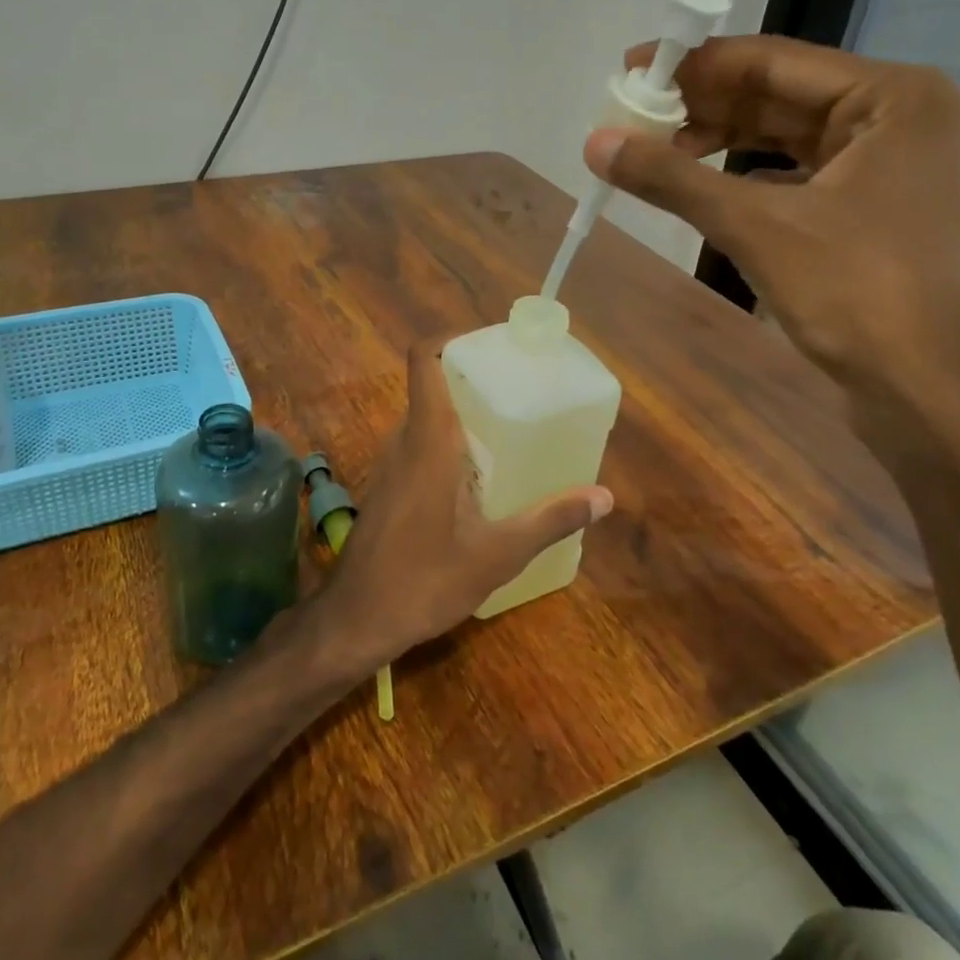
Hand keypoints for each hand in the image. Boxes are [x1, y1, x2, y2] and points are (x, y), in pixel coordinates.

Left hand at [312, 339, 612, 669]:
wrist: (356, 619)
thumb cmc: (424, 579)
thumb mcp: (497, 553)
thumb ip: (550, 520)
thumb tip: (604, 496)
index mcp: (428, 439)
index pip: (424, 360)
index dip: (452, 339)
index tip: (492, 345)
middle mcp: (403, 440)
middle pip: (432, 386)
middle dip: (472, 380)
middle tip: (519, 389)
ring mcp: (389, 464)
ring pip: (425, 419)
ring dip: (461, 415)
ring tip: (508, 428)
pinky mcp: (387, 487)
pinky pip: (418, 446)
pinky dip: (448, 444)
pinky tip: (479, 478)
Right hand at [585, 35, 959, 384]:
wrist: (923, 388)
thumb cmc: (855, 291)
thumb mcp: (755, 225)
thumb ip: (673, 178)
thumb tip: (594, 143)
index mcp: (890, 96)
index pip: (772, 62)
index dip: (694, 65)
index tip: (630, 70)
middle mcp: (893, 116)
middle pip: (776, 95)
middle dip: (702, 107)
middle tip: (632, 117)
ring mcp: (883, 163)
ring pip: (780, 136)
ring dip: (717, 142)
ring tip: (654, 153)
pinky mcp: (865, 206)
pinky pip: (789, 173)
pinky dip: (741, 176)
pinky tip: (699, 188)